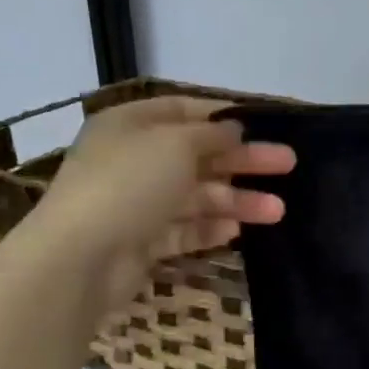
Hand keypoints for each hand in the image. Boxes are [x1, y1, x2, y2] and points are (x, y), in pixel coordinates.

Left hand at [29, 95, 294, 309]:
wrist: (80, 257)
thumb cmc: (129, 183)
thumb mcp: (176, 143)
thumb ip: (211, 134)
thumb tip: (232, 129)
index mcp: (131, 124)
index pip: (184, 111)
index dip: (223, 117)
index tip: (262, 126)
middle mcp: (133, 159)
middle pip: (199, 155)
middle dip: (244, 161)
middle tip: (288, 164)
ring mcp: (137, 203)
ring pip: (197, 196)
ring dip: (238, 200)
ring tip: (278, 211)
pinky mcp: (142, 241)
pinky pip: (184, 229)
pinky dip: (211, 228)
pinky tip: (238, 231)